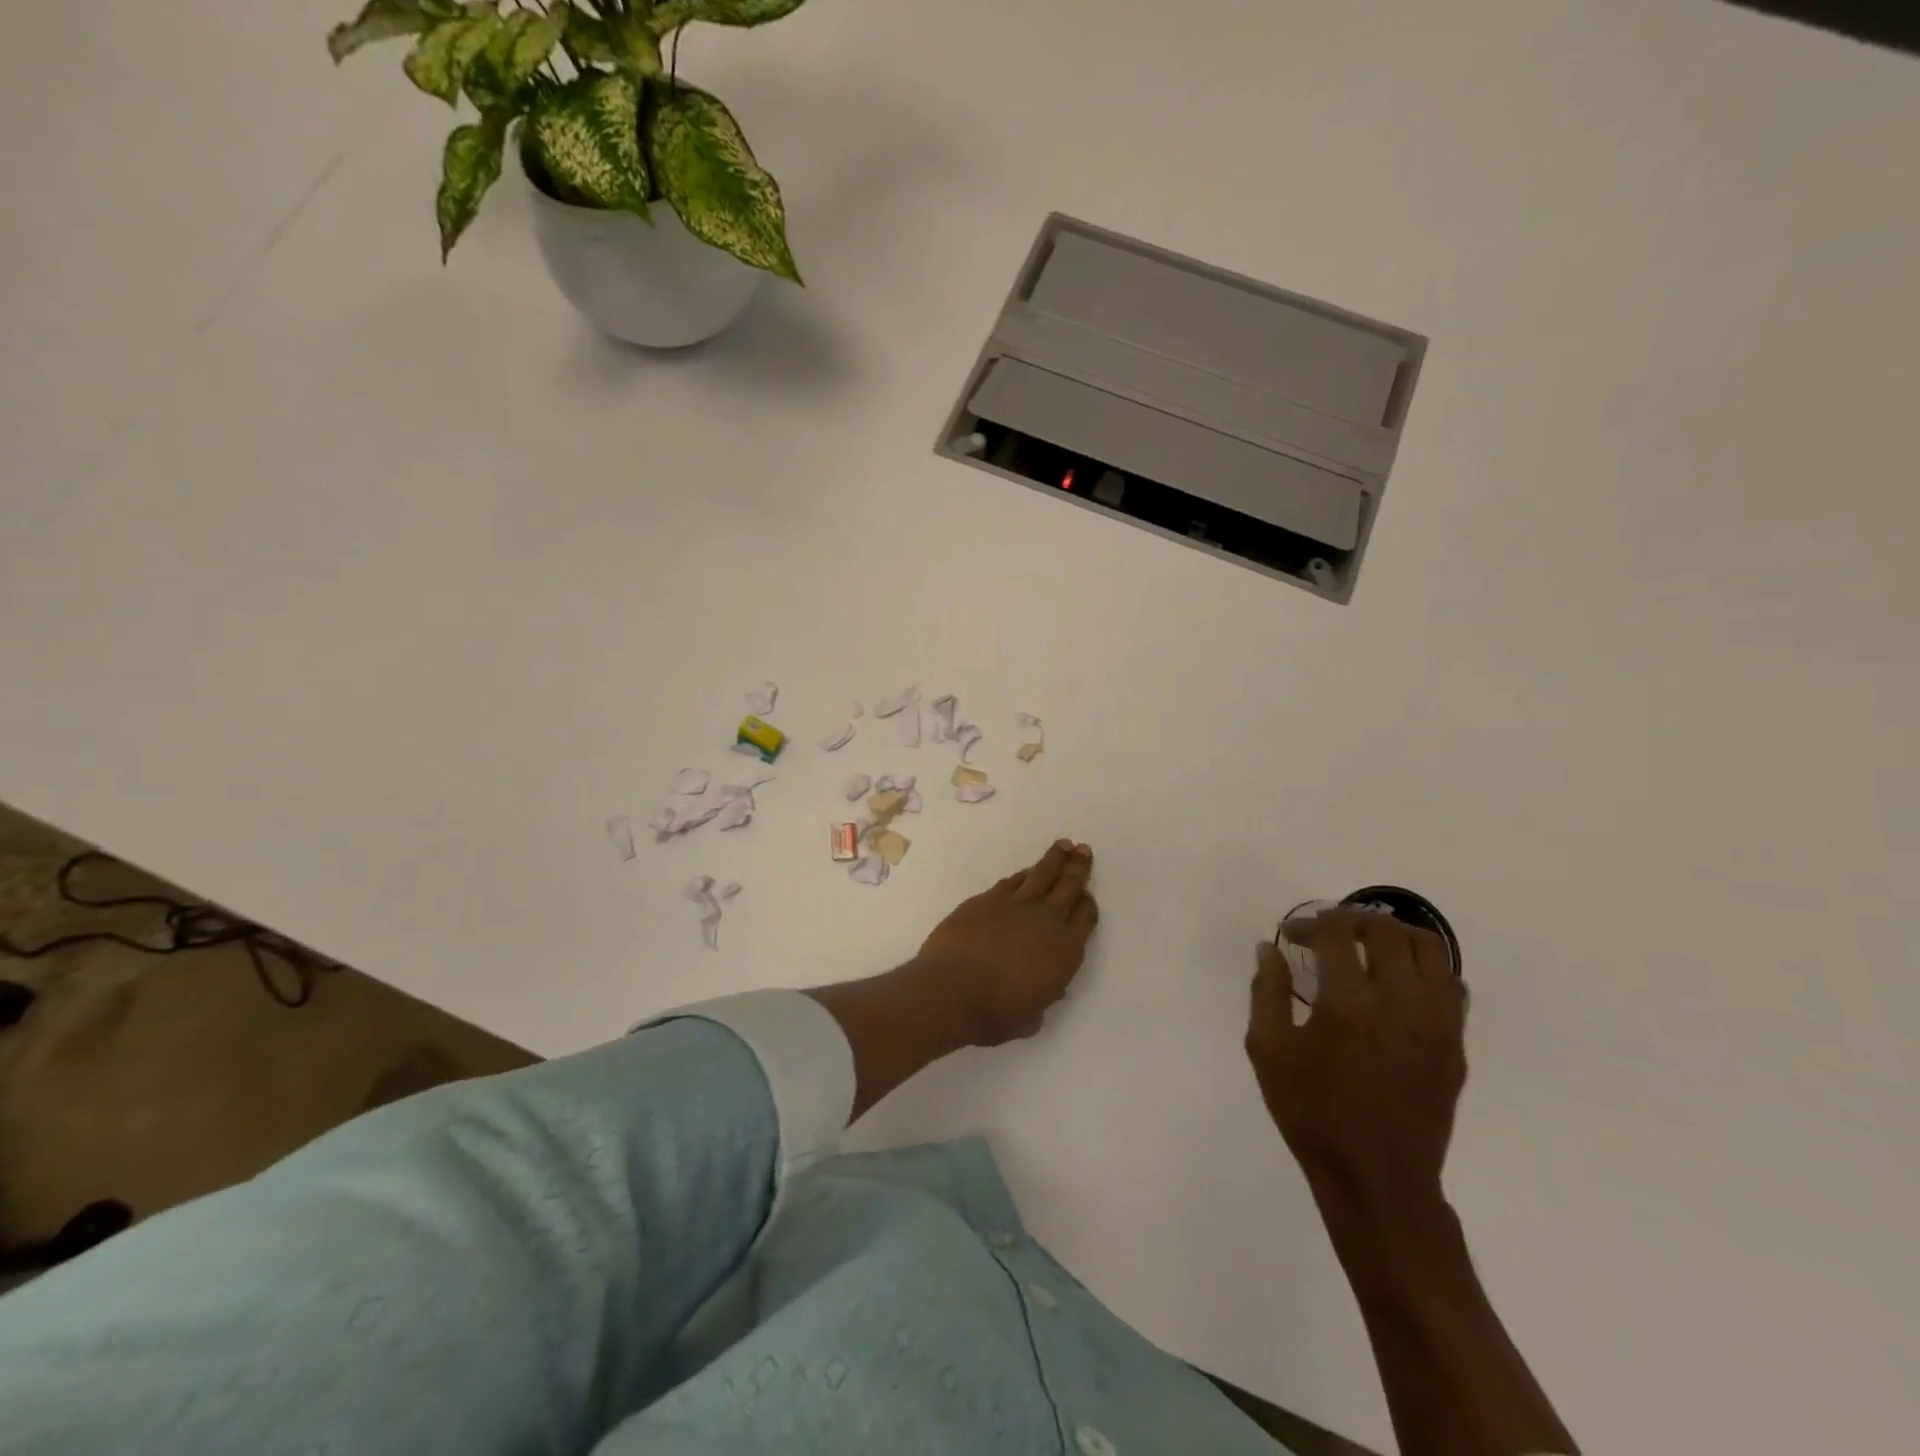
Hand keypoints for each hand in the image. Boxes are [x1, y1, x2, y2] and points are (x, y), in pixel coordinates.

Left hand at [916, 839, 1098, 1045]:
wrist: (952, 989)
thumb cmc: (995, 1013)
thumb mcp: (1031, 1017)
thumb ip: (1042, 998)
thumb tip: (1045, 988)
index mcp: (1065, 950)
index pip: (1085, 917)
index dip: (1087, 904)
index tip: (1087, 897)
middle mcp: (1046, 919)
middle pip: (1068, 884)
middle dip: (1078, 866)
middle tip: (1084, 850)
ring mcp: (1015, 904)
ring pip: (1040, 873)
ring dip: (1054, 858)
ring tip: (1063, 845)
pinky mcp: (986, 899)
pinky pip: (1011, 881)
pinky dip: (1021, 876)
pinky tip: (1023, 874)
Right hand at [1246, 910, 1465, 1204]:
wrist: (1377, 1179)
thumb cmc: (1313, 1113)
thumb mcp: (1268, 1051)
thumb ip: (1267, 992)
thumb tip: (1269, 949)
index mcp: (1349, 1003)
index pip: (1335, 934)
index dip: (1309, 923)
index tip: (1290, 935)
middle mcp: (1400, 1002)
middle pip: (1386, 931)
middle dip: (1352, 920)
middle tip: (1328, 932)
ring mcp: (1436, 1023)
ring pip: (1429, 950)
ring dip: (1395, 935)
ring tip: (1368, 945)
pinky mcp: (1455, 1044)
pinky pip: (1451, 985)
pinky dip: (1425, 968)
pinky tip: (1398, 983)